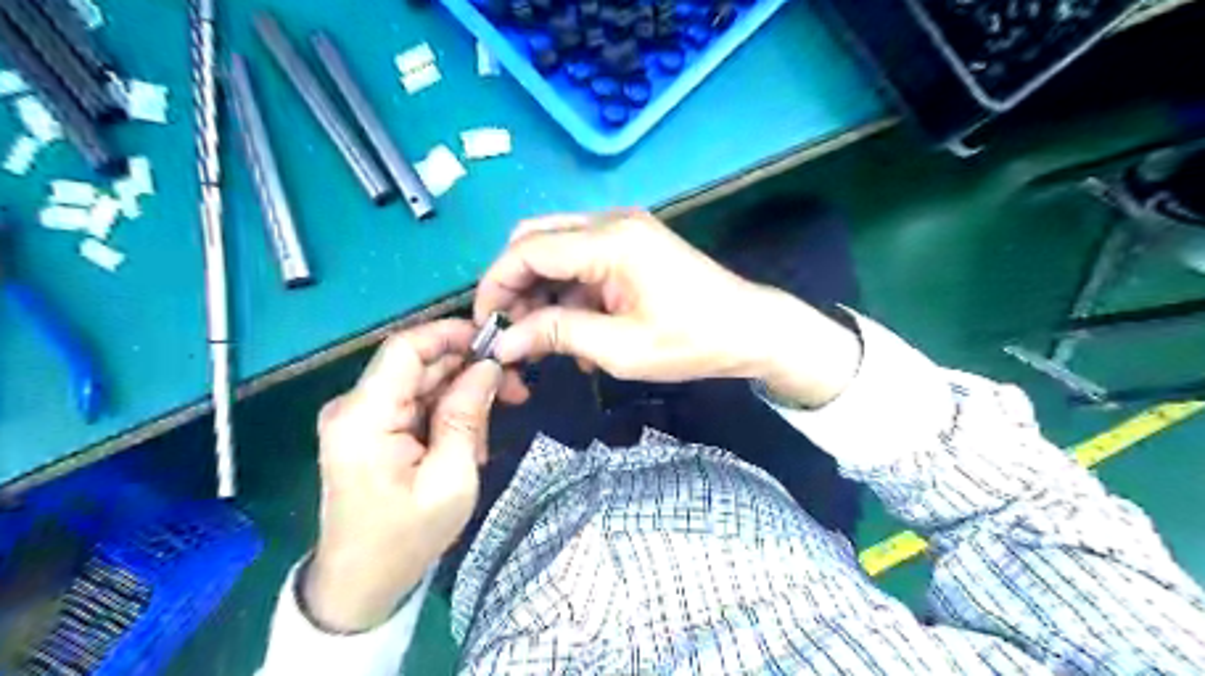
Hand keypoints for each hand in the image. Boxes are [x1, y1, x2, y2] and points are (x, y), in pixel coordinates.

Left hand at [302, 320, 521, 629]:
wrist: (360, 586)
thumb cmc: (406, 538)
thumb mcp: (450, 479)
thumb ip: (466, 416)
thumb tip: (488, 367)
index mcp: (364, 417)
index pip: (405, 348)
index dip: (451, 334)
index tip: (496, 343)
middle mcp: (354, 407)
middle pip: (418, 364)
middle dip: (469, 369)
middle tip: (516, 389)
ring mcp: (360, 418)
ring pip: (421, 383)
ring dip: (462, 395)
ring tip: (492, 429)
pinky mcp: (369, 430)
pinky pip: (415, 404)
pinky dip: (446, 413)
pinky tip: (469, 440)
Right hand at [475, 212, 860, 405]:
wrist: (751, 330)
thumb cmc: (692, 342)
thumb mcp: (620, 349)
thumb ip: (558, 335)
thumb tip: (505, 341)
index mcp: (610, 241)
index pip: (527, 250)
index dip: (495, 285)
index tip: (484, 325)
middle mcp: (611, 222)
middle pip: (536, 240)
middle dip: (514, 284)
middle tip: (512, 330)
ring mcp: (623, 230)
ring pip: (556, 249)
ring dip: (541, 291)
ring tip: (546, 339)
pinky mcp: (632, 245)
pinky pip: (581, 260)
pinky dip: (568, 292)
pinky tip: (576, 330)